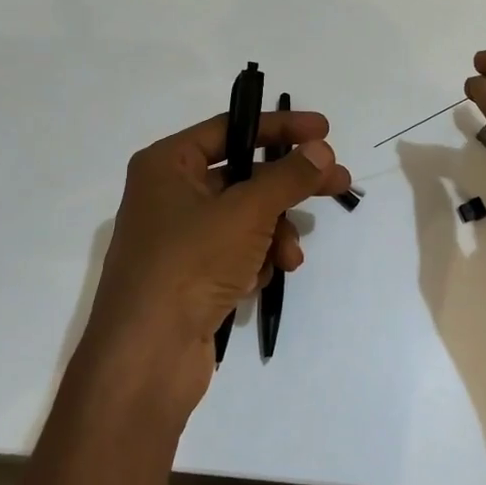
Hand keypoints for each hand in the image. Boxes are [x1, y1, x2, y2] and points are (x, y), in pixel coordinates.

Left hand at [74, 110, 352, 428]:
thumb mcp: (246, 212)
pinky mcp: (189, 275)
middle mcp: (168, 194)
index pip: (231, 129)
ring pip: (244, 218)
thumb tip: (322, 151)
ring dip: (274, 233)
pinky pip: (234, 251)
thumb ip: (288, 177)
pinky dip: (254, 260)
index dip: (280, 127)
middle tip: (339, 185)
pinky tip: (258, 280)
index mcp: (167, 164)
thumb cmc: (190, 264)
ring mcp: (178, 237)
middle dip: (289, 187)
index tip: (324, 130)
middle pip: (243, 175)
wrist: (146, 357)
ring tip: (290, 258)